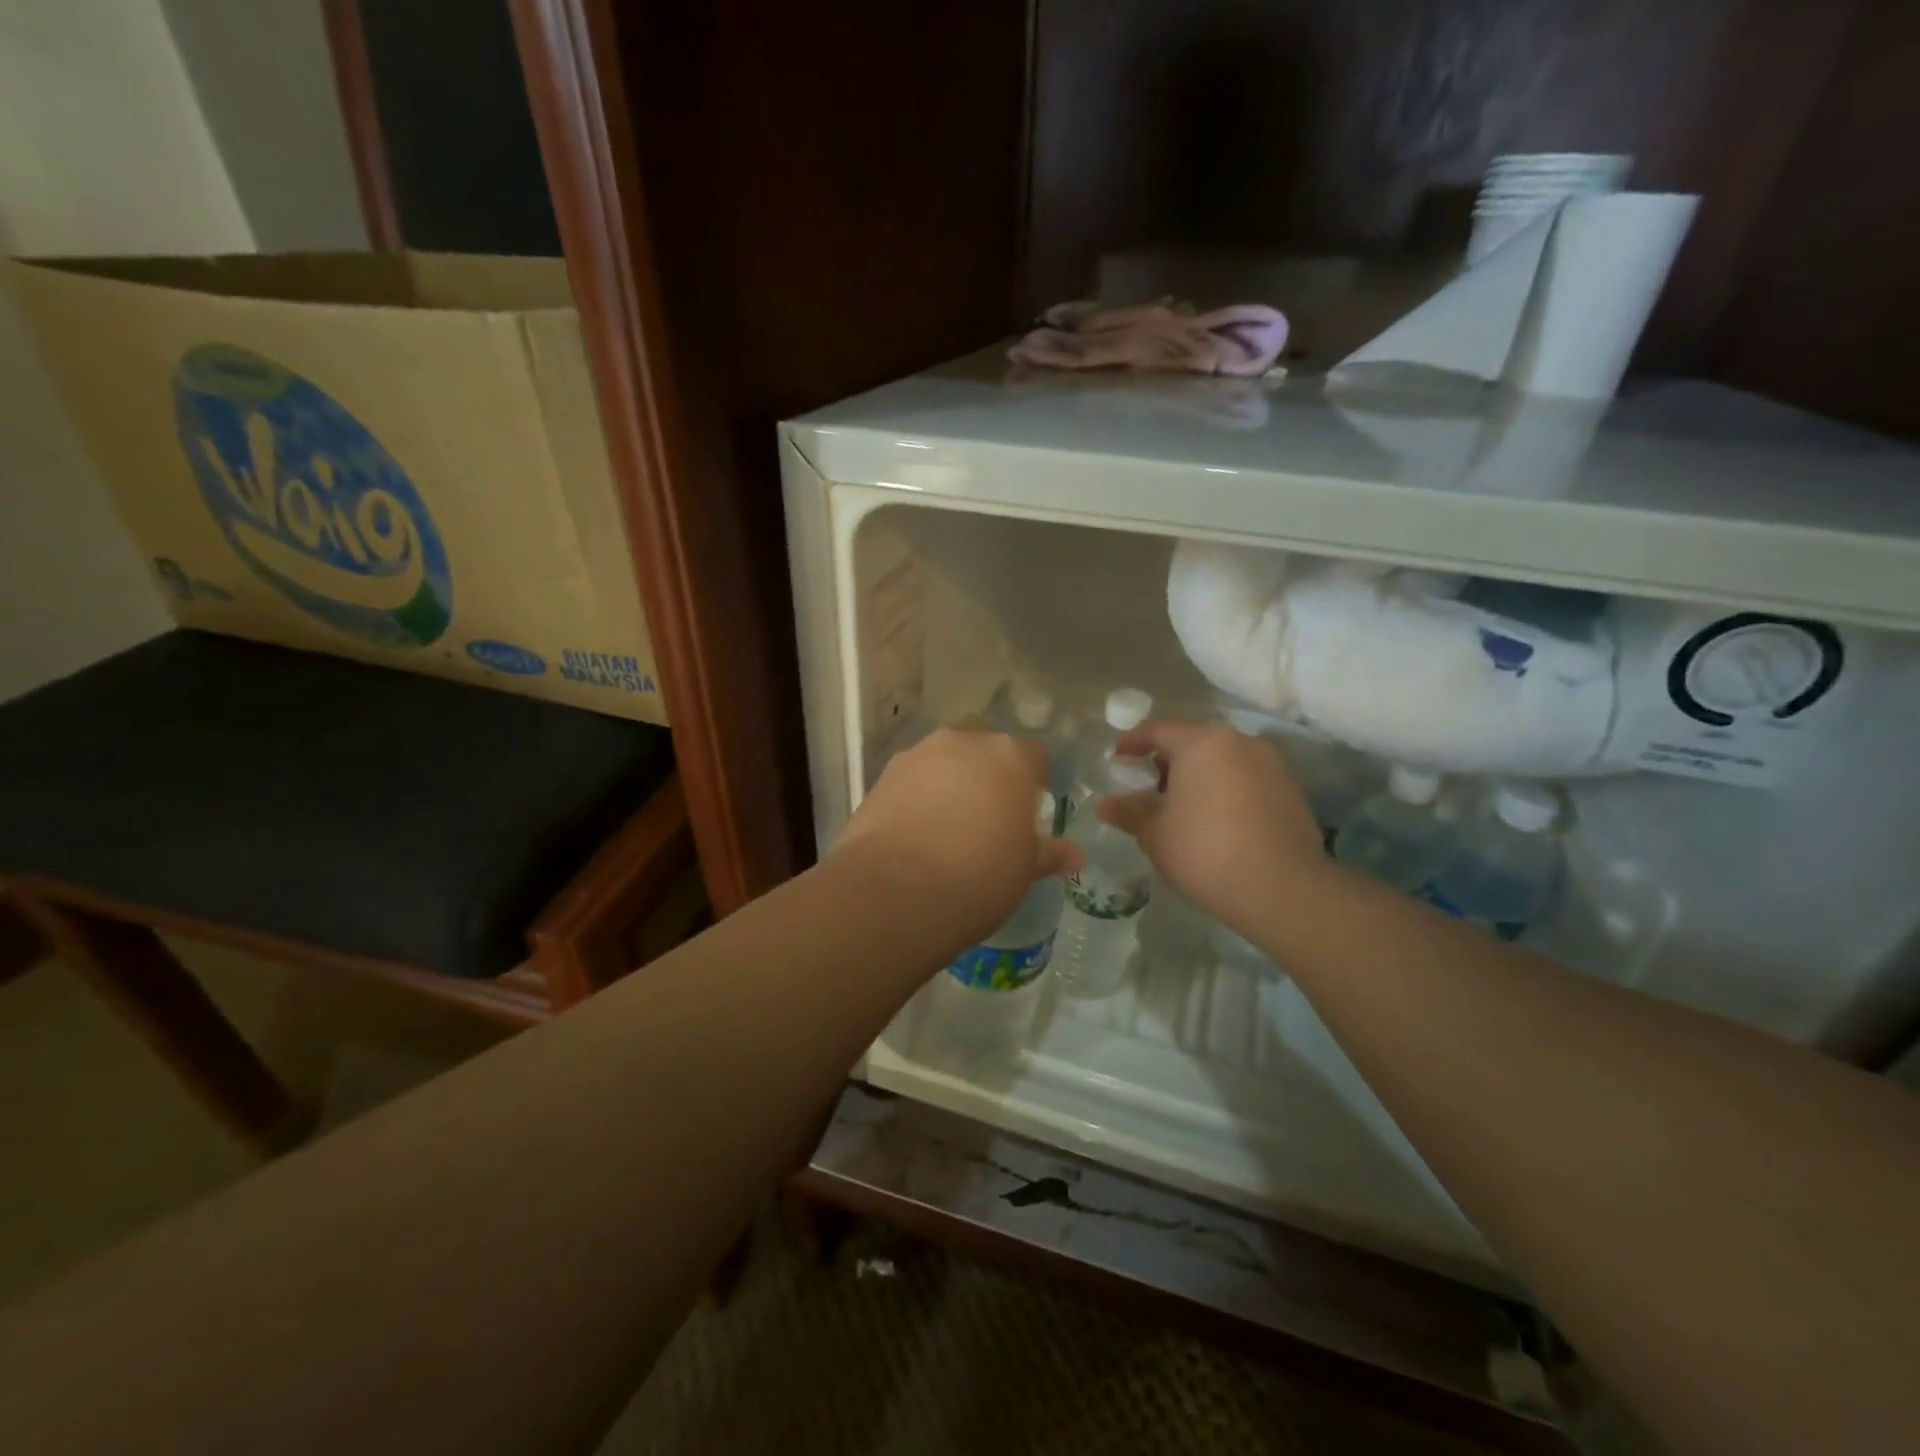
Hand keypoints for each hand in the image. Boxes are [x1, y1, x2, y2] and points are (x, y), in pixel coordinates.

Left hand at [837, 728, 1081, 941]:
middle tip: (988, 816)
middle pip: (984, 749)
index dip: (1033, 783)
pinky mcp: (881, 777)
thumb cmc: (979, 876)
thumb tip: (1074, 855)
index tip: (1028, 815)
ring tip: (947, 827)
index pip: (1033, 756)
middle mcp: (963, 742)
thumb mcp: (1024, 870)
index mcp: (1009, 756)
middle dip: (988, 774)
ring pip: (943, 761)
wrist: (896, 892)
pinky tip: (916, 834)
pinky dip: (916, 797)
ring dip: (949, 783)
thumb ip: (1048, 853)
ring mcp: (918, 755)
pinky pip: (911, 781)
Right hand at [1096, 721, 1326, 935]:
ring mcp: (1271, 764)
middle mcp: (1239, 742)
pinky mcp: (1291, 790)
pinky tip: (1214, 822)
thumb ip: (1130, 812)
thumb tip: (1105, 805)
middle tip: (1147, 788)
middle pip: (1193, 742)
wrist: (1283, 889)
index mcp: (1201, 743)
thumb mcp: (1155, 834)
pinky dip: (1225, 791)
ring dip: (1198, 777)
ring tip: (1180, 809)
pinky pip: (1246, 779)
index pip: (1158, 730)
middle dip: (1167, 762)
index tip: (1117, 759)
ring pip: (1223, 761)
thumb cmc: (1205, 851)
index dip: (1132, 743)